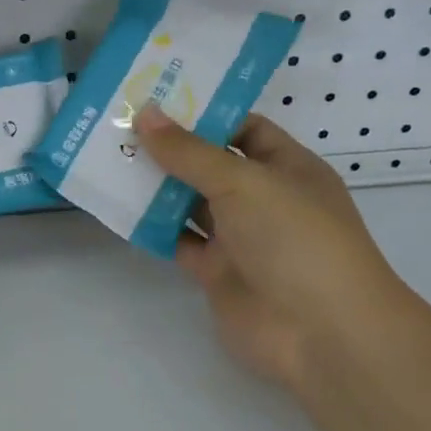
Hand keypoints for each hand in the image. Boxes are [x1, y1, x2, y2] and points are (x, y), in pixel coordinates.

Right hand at [132, 108, 403, 389]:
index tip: (157, 98)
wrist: (320, 333)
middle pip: (211, 164)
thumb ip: (190, 152)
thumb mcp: (243, 182)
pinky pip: (179, 241)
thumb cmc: (295, 238)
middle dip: (170, 147)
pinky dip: (153, 227)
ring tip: (110, 157)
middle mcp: (263, 198)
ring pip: (191, 203)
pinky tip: (119, 207)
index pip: (244, 127)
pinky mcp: (217, 272)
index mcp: (286, 167)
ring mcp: (240, 237)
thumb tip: (146, 114)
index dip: (204, 112)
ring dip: (156, 185)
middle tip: (120, 123)